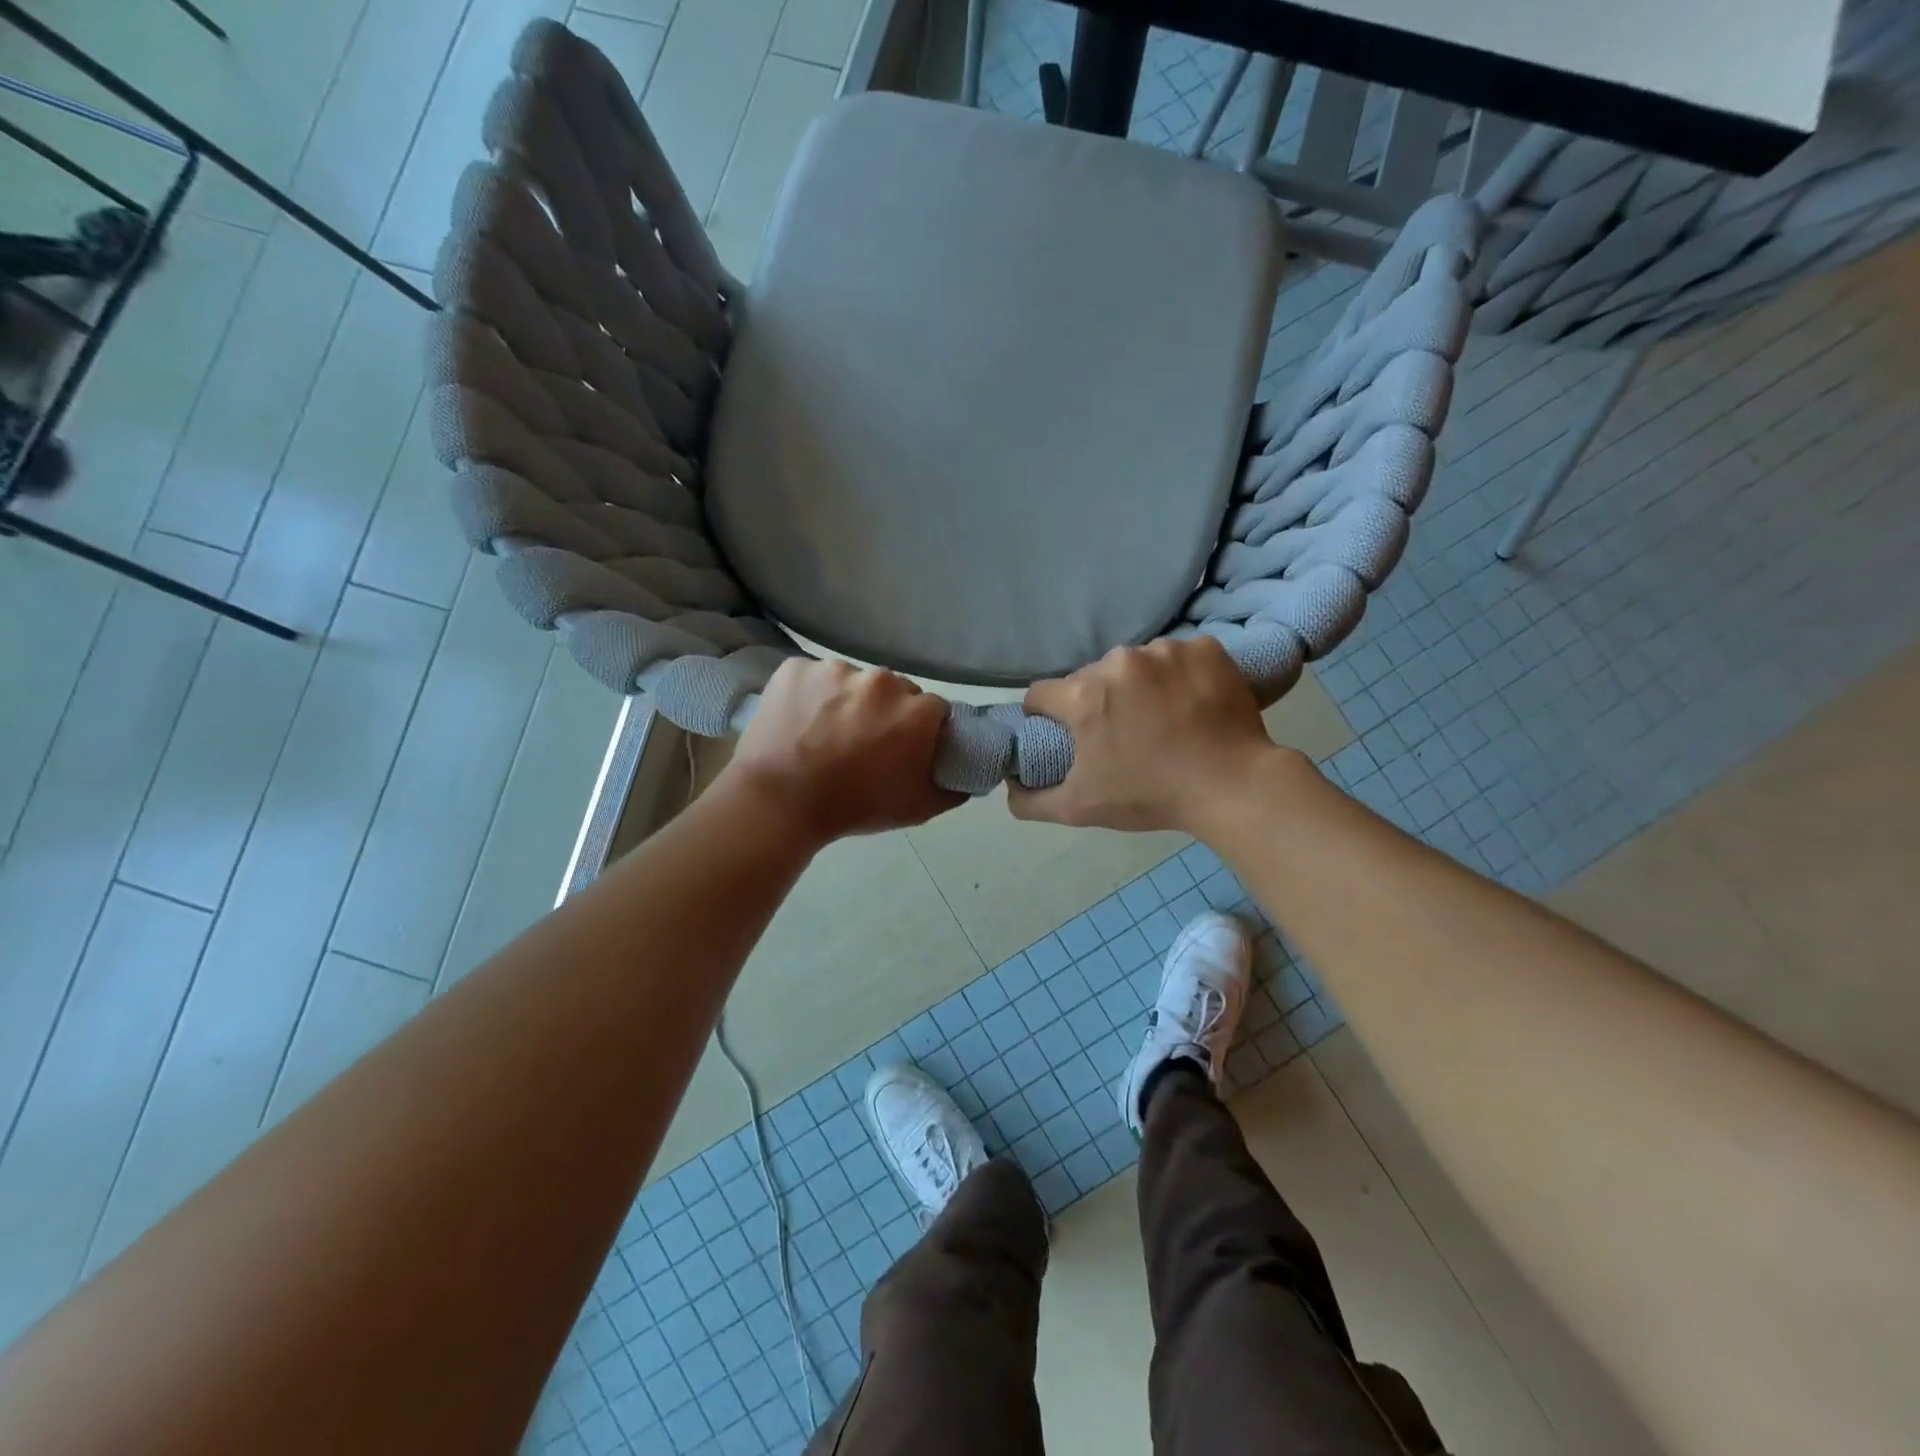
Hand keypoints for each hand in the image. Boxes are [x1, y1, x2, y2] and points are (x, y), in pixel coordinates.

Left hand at [721, 659, 962, 845]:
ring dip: (846, 701)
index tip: (903, 749)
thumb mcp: (915, 809)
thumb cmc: (854, 807)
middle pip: (894, 690)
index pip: (933, 711)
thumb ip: (952, 789)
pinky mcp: (796, 667)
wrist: (778, 802)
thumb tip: (967, 777)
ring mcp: (836, 669)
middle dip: (884, 712)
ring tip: (825, 734)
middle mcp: (882, 679)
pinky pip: (813, 677)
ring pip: (852, 682)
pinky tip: (799, 722)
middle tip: (862, 743)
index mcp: (917, 710)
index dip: (920, 731)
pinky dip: (809, 695)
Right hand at [1008, 637, 1290, 833]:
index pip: (1041, 694)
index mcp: (1084, 696)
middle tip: (1120, 734)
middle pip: (1090, 678)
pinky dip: (1179, 676)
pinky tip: (1191, 702)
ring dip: (1138, 686)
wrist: (1233, 786)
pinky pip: (1178, 656)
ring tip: (1162, 718)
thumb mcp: (1080, 808)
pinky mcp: (1205, 648)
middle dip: (1096, 702)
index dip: (1045, 716)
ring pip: (1134, 665)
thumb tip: (1009, 785)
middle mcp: (1118, 663)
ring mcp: (1165, 650)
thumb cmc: (1151, 796)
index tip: (1062, 733)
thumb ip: (1030, 800)